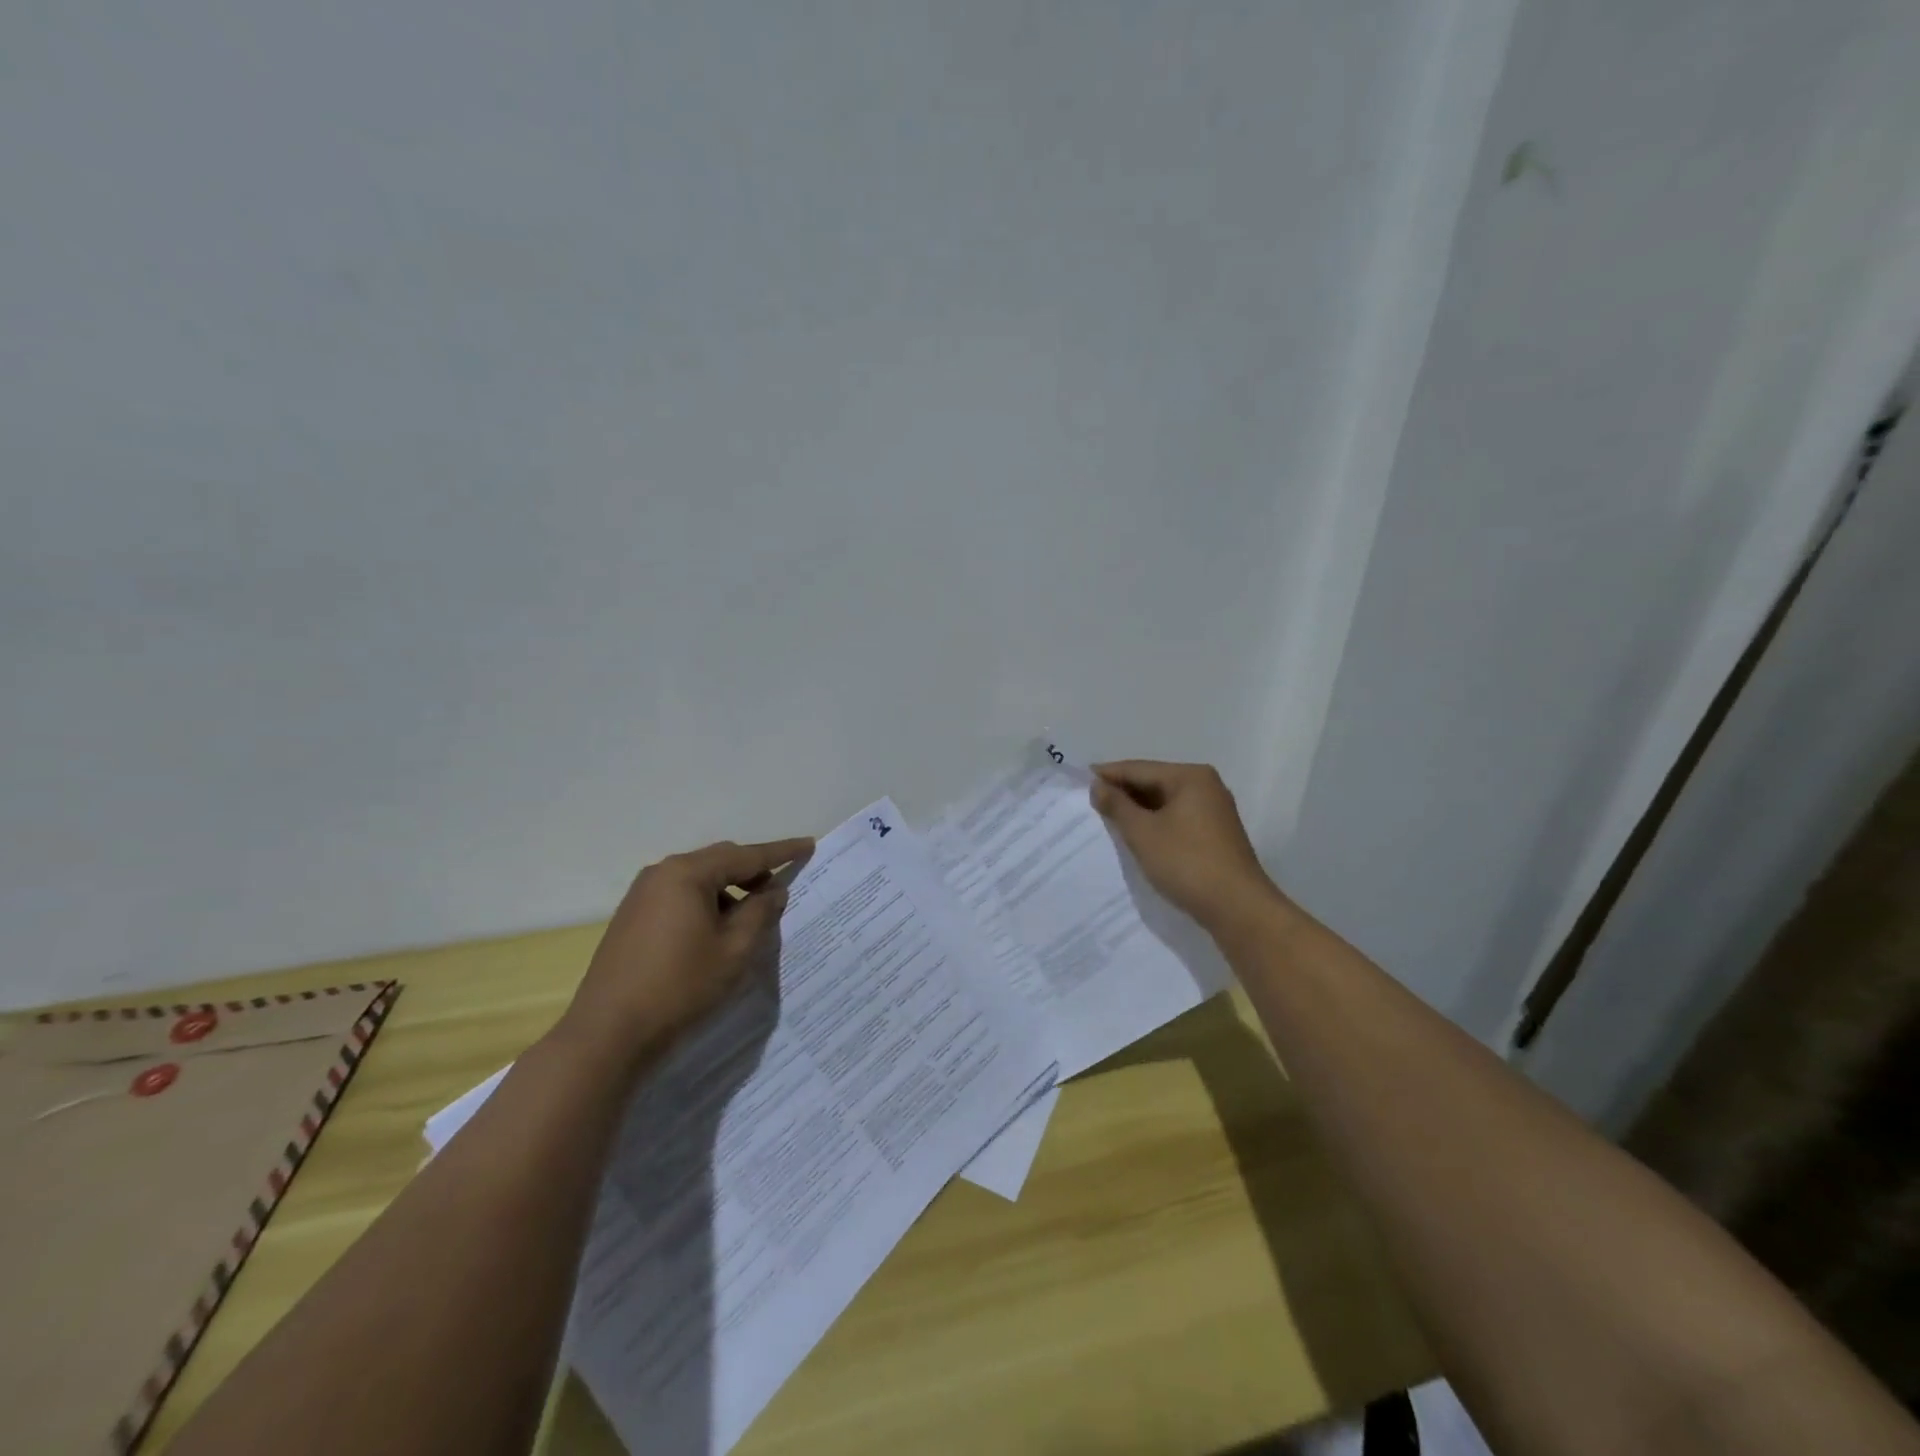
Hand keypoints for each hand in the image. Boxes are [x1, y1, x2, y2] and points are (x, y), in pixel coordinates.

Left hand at [556, 836, 813, 1072]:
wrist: (608, 1033)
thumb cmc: (680, 987)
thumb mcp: (734, 951)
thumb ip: (760, 913)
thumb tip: (773, 891)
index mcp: (688, 874)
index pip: (746, 855)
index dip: (781, 852)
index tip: (808, 844)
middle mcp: (662, 873)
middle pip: (719, 861)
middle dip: (753, 871)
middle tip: (779, 890)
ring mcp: (642, 894)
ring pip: (699, 878)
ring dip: (728, 890)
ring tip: (750, 916)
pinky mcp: (632, 916)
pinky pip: (679, 895)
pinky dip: (705, 902)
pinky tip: (716, 930)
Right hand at [1089, 760, 1282, 932]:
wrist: (1237, 908)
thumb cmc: (1186, 862)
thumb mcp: (1142, 833)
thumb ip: (1117, 805)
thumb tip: (1098, 785)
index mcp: (1190, 776)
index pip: (1139, 768)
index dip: (1108, 775)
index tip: (1079, 782)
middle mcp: (1205, 786)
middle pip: (1154, 781)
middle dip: (1123, 792)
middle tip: (1090, 803)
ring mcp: (1214, 810)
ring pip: (1165, 801)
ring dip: (1138, 810)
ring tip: (1107, 820)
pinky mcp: (1216, 833)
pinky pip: (1176, 818)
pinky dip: (1155, 823)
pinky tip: (1137, 835)